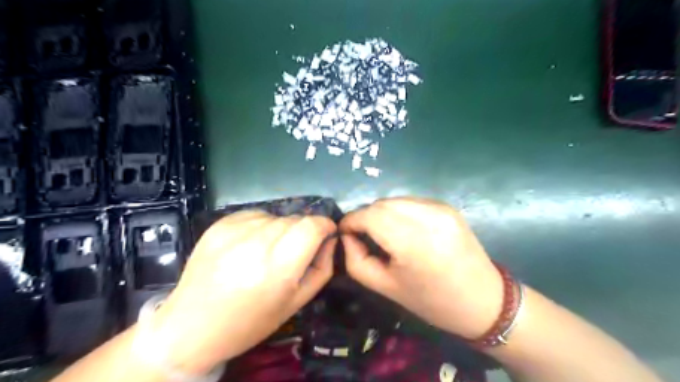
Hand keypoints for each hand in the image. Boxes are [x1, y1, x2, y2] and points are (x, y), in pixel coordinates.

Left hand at [152, 211, 336, 374]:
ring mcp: (234, 231)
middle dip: (303, 231)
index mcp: (278, 267)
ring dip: (281, 229)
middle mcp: (257, 243)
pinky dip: (261, 225)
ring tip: (267, 252)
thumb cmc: (251, 321)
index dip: (325, 225)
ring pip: (276, 216)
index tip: (325, 234)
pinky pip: (255, 214)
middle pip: (295, 219)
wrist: (193, 326)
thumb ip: (322, 267)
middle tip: (292, 253)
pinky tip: (249, 245)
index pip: (312, 226)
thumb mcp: (296, 302)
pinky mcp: (219, 225)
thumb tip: (330, 239)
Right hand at [340, 199, 503, 338]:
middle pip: (380, 204)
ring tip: (381, 232)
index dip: (351, 221)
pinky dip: (398, 211)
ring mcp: (440, 208)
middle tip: (361, 235)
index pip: (369, 216)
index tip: (344, 232)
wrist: (484, 300)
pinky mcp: (447, 206)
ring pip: (394, 200)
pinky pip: (411, 201)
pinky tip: (403, 229)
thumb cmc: (432, 301)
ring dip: (381, 213)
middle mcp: (427, 217)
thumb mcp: (385, 287)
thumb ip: (356, 259)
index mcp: (412, 242)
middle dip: (364, 216)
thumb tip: (347, 236)